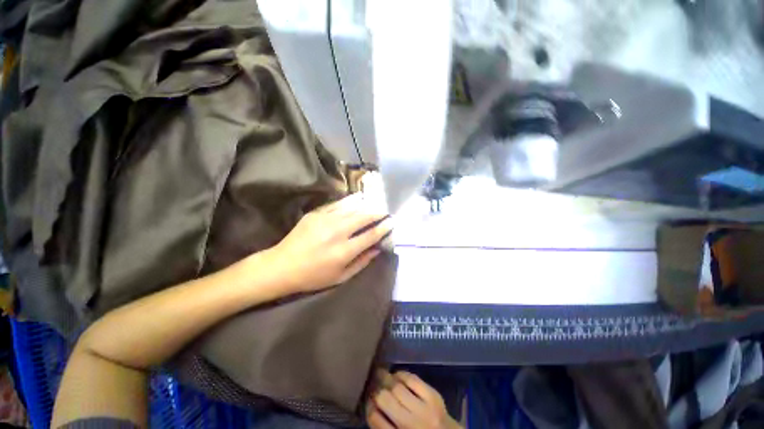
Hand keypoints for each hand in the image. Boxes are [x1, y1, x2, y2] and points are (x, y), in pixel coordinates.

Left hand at [267, 193, 392, 292]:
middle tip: (385, 211)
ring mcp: (325, 220)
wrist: (282, 266)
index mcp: (344, 251)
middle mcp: (337, 232)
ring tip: (373, 205)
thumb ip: (362, 262)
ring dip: (365, 206)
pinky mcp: (316, 214)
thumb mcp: (341, 277)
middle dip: (377, 213)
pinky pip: (337, 205)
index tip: (391, 222)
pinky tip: (356, 201)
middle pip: (364, 217)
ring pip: (352, 208)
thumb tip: (377, 249)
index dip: (384, 227)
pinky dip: (349, 203)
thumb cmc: (313, 276)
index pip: (371, 235)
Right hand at [368, 370, 462, 428]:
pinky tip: (397, 375)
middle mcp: (410, 425)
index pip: (375, 419)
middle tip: (372, 383)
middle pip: (385, 399)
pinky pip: (413, 379)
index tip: (368, 401)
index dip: (368, 406)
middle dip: (376, 389)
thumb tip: (372, 404)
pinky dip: (402, 374)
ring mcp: (424, 410)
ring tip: (382, 375)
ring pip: (397, 387)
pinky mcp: (433, 396)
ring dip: (387, 379)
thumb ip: (385, 426)